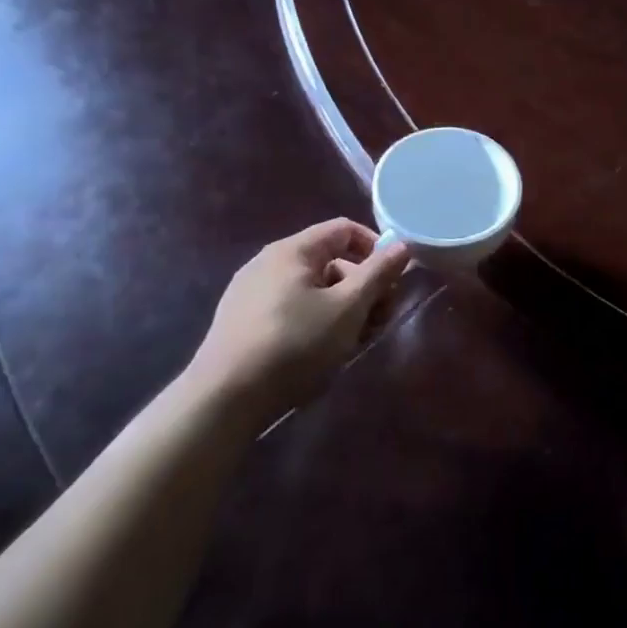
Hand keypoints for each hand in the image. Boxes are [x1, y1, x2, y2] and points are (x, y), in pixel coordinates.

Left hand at [186, 219, 409, 422]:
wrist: (225, 398)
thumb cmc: (295, 344)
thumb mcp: (348, 308)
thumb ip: (378, 273)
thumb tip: (402, 245)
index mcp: (293, 250)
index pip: (345, 229)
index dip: (376, 249)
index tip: (393, 282)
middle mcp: (269, 262)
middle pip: (332, 261)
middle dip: (363, 288)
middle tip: (378, 323)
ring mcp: (251, 292)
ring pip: (314, 288)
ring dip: (343, 308)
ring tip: (352, 344)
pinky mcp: (242, 320)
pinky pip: (292, 307)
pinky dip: (316, 320)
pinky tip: (321, 352)